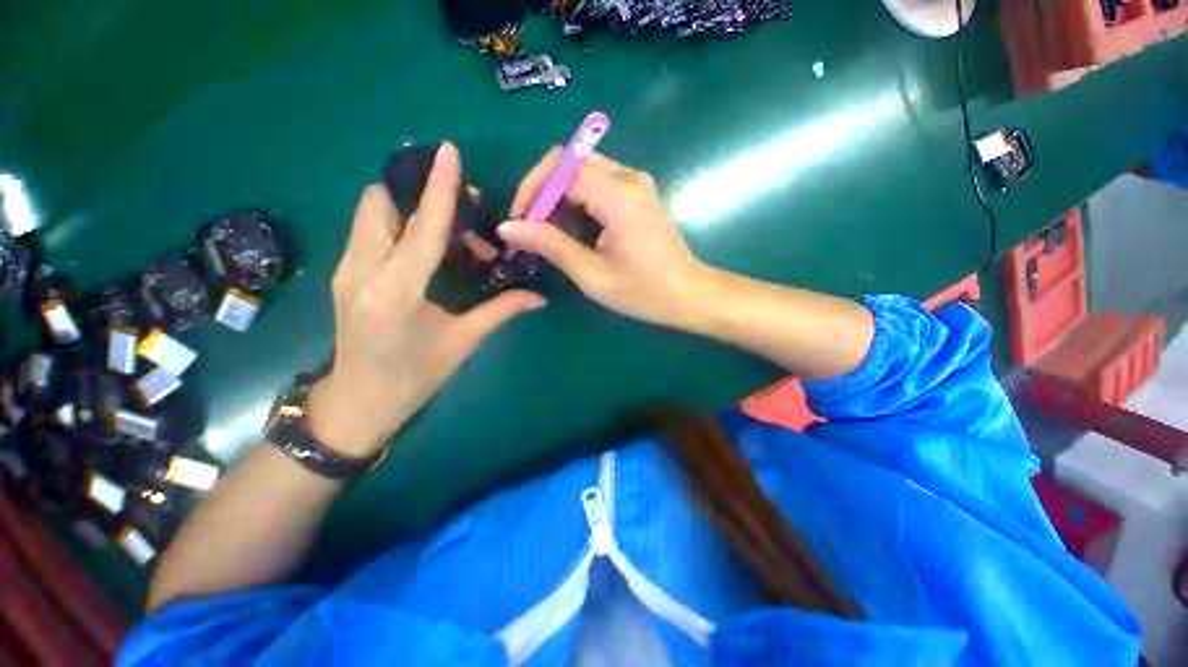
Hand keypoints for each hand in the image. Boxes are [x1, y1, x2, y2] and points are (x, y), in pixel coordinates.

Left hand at [304, 143, 545, 457]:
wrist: (358, 401)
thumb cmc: (413, 378)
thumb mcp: (462, 343)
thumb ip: (500, 312)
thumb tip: (539, 297)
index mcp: (396, 294)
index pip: (422, 229)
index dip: (439, 189)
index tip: (450, 151)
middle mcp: (362, 272)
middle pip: (381, 202)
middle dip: (420, 192)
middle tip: (464, 210)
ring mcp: (346, 269)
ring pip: (371, 211)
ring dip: (409, 205)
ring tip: (451, 229)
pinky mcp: (345, 271)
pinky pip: (370, 228)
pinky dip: (399, 222)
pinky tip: (429, 245)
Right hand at [497, 149, 710, 329]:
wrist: (690, 295)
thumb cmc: (644, 292)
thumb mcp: (593, 276)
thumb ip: (552, 246)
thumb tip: (509, 228)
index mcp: (618, 196)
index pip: (561, 168)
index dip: (532, 190)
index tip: (519, 223)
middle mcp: (629, 177)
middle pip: (570, 163)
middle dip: (543, 192)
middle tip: (531, 230)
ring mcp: (636, 183)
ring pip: (582, 171)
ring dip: (559, 198)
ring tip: (550, 235)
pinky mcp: (638, 193)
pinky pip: (598, 183)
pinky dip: (578, 201)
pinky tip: (574, 230)